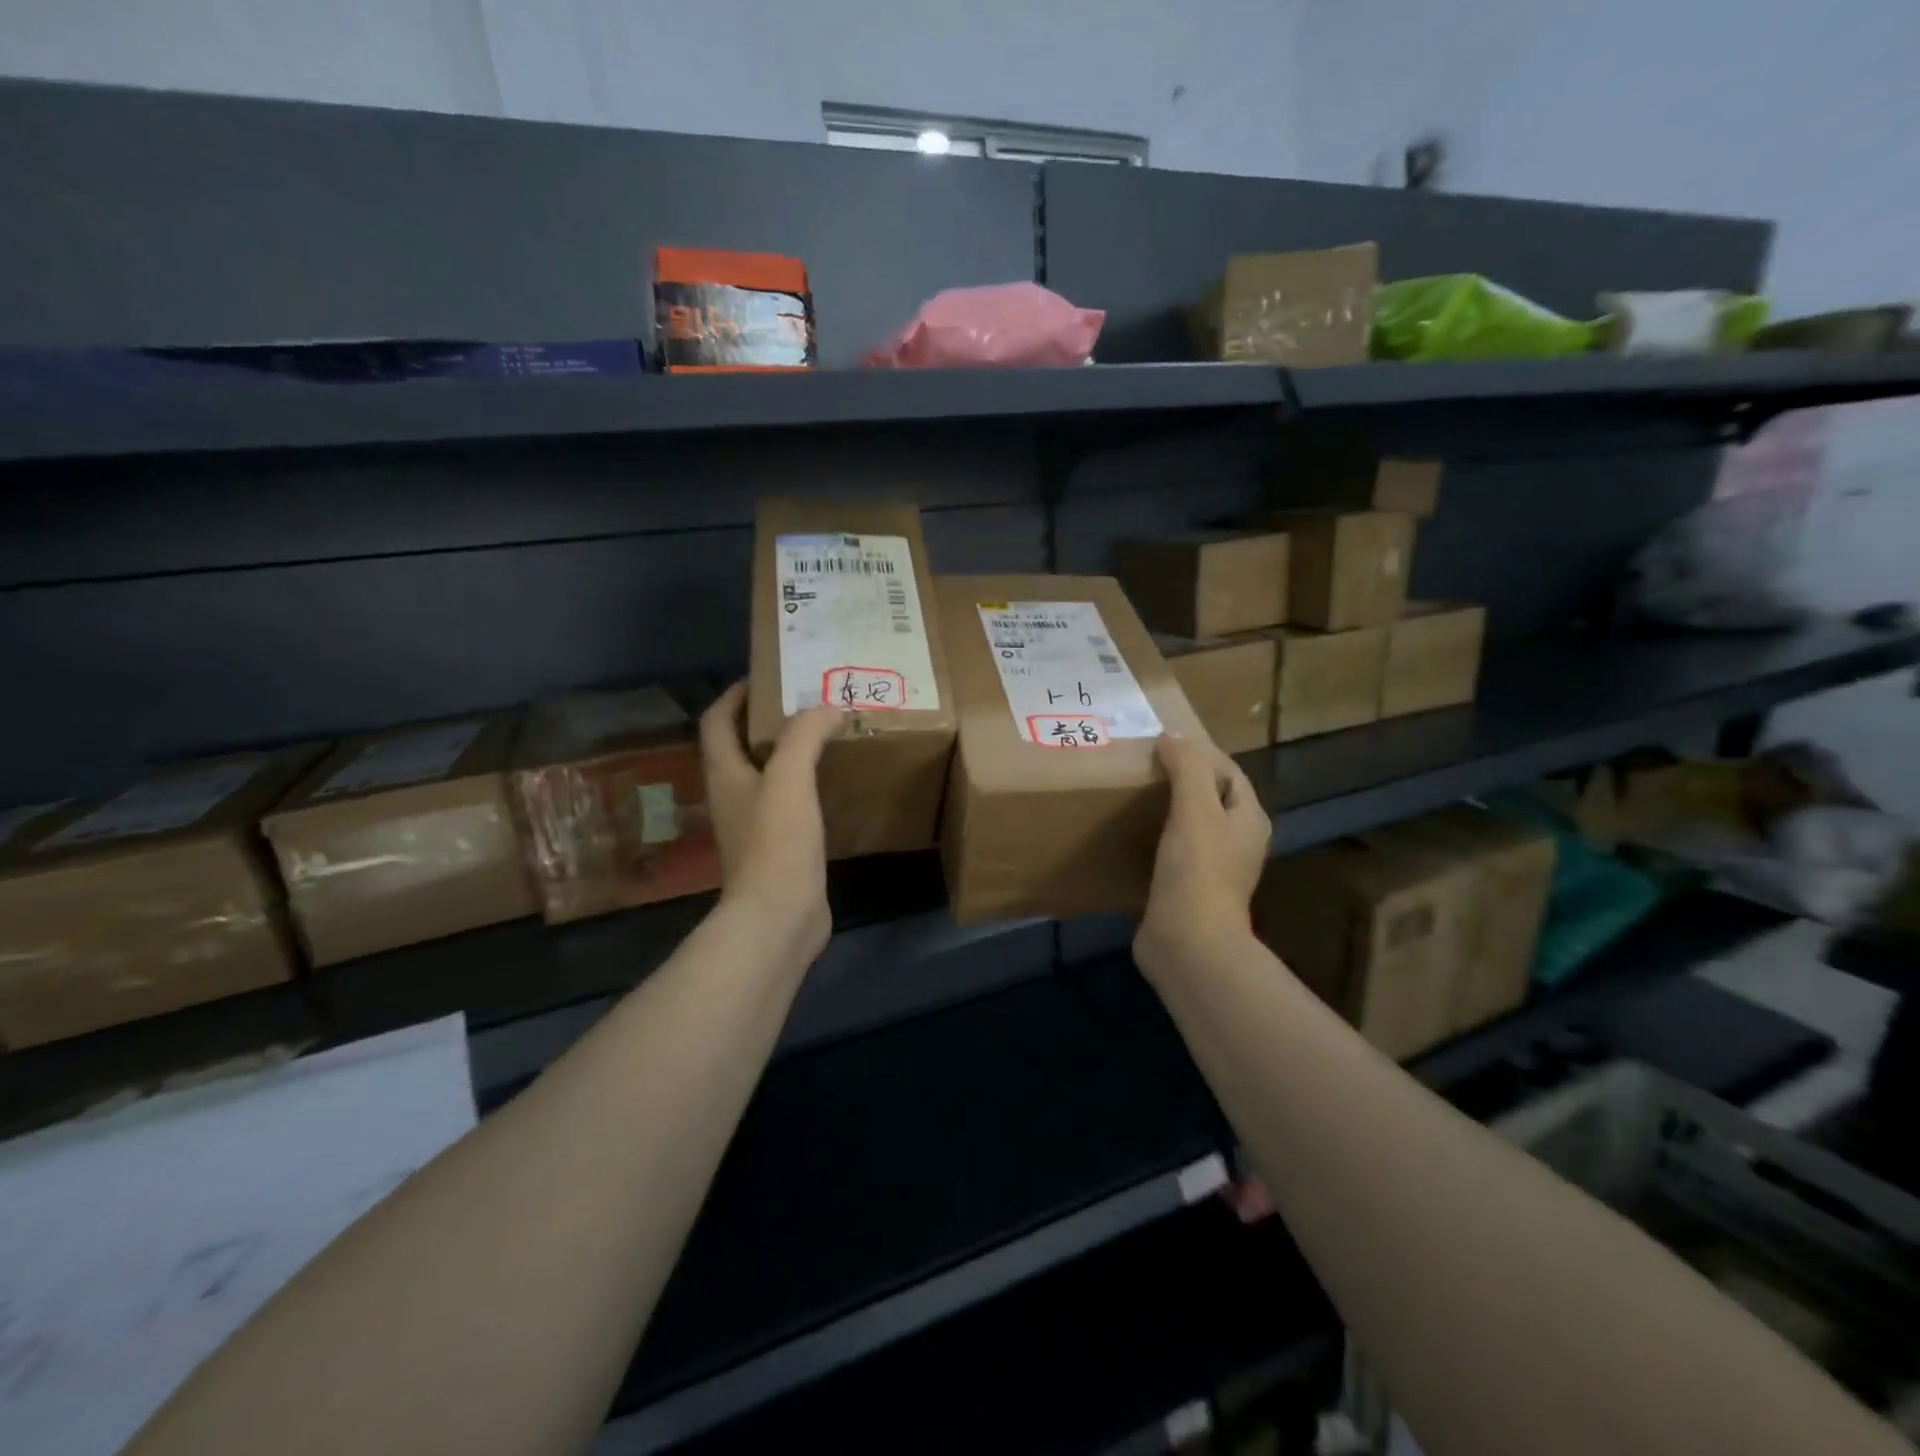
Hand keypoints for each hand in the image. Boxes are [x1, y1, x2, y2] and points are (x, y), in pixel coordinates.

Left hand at [699, 682, 844, 958]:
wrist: (780, 915)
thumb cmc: (777, 841)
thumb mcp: (790, 777)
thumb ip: (805, 735)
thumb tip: (829, 707)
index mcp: (724, 774)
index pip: (716, 721)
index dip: (734, 695)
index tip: (766, 678)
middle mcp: (732, 795)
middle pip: (739, 746)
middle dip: (766, 720)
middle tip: (805, 703)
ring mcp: (752, 824)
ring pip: (764, 774)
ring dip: (786, 752)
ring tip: (823, 736)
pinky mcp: (777, 847)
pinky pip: (786, 802)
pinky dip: (803, 784)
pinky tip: (831, 782)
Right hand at [1135, 734, 1271, 981]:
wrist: (1188, 942)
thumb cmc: (1197, 869)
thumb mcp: (1195, 807)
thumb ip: (1187, 767)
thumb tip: (1172, 738)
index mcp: (1248, 819)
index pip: (1228, 771)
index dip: (1199, 752)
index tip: (1161, 742)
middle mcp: (1236, 842)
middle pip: (1210, 797)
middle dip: (1182, 778)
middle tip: (1143, 765)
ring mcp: (1212, 868)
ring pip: (1190, 824)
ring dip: (1167, 807)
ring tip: (1133, 793)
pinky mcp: (1187, 889)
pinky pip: (1172, 850)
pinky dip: (1155, 835)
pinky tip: (1131, 833)